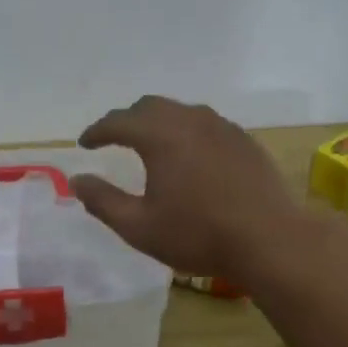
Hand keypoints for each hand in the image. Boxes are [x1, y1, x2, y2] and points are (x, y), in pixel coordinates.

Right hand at [72, 96, 311, 279]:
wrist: (269, 240)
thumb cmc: (198, 235)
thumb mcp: (139, 227)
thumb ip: (103, 201)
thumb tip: (77, 181)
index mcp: (161, 136)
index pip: (119, 121)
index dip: (97, 131)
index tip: (84, 144)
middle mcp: (191, 120)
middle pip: (150, 106)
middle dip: (127, 120)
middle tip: (114, 138)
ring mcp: (223, 127)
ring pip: (181, 112)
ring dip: (159, 122)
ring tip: (150, 144)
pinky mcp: (245, 141)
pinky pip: (206, 125)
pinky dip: (187, 132)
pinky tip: (190, 156)